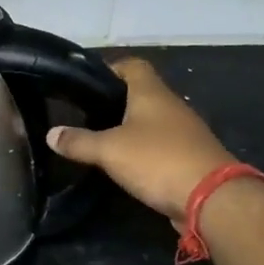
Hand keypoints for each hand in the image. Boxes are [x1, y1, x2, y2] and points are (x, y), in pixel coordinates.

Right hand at [47, 57, 233, 225]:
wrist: (212, 198)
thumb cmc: (157, 160)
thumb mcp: (109, 150)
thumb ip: (79, 142)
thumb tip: (51, 134)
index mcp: (152, 93)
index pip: (132, 65)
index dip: (110, 68)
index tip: (87, 81)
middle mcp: (171, 106)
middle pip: (141, 93)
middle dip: (115, 101)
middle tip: (85, 114)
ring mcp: (184, 132)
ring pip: (151, 121)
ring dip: (129, 128)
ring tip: (99, 139)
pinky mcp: (190, 157)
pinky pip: (160, 145)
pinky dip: (143, 150)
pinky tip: (125, 163)